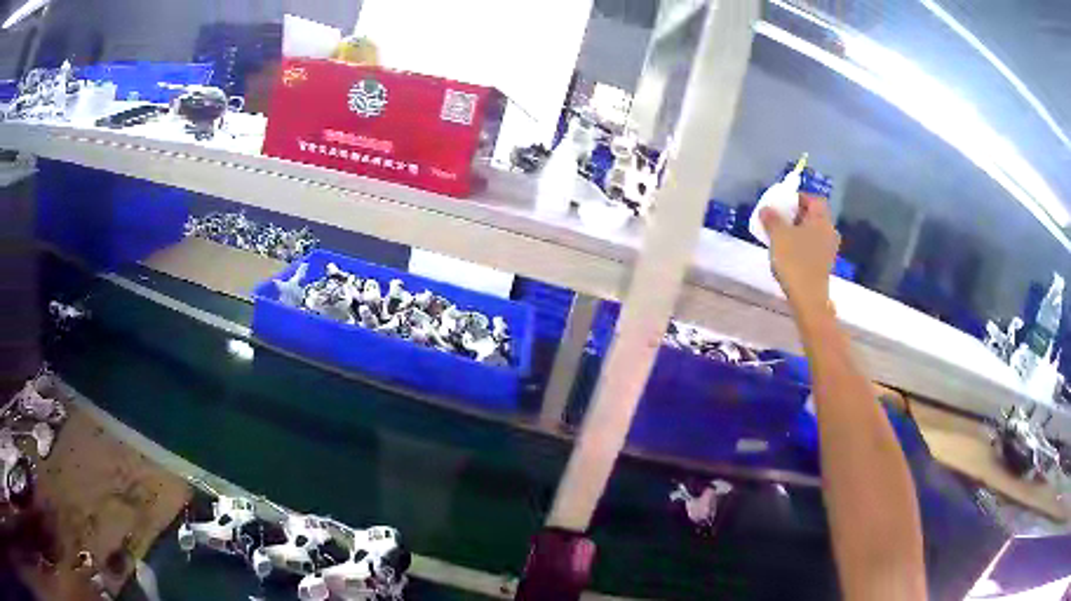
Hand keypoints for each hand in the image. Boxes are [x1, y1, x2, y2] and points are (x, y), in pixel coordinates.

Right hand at [760, 193, 840, 316]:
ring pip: (814, 232)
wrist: (808, 298)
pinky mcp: (825, 265)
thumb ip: (771, 219)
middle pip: (815, 215)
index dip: (799, 197)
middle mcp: (829, 231)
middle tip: (781, 218)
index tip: (784, 202)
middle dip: (798, 214)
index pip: (814, 199)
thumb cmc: (795, 261)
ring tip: (782, 236)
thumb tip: (766, 209)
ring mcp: (829, 249)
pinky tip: (789, 253)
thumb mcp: (778, 236)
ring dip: (800, 231)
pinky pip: (813, 247)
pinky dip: (803, 245)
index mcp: (821, 219)